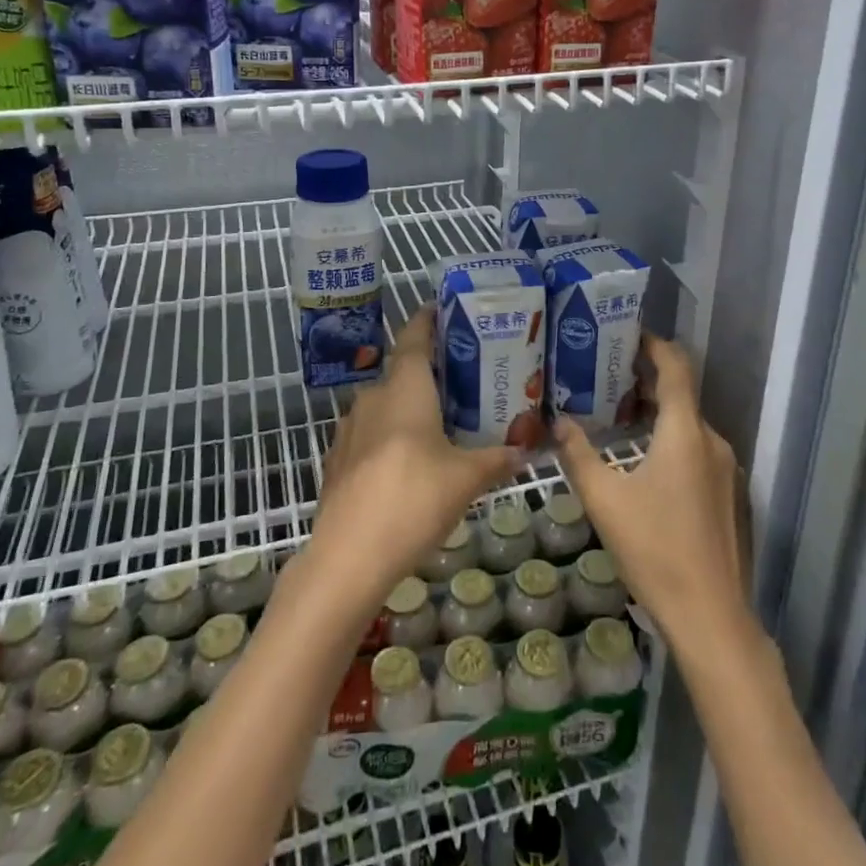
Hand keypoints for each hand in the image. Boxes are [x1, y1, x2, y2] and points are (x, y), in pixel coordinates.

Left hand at [308, 307, 521, 606]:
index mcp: (405, 388)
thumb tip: (527, 449)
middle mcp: (373, 397)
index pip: (415, 337)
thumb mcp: (466, 480)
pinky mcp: (338, 459)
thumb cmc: (413, 500)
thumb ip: (497, 459)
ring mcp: (350, 429)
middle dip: (430, 372)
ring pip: (385, 404)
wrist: (348, 557)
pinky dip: (391, 435)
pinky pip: (371, 433)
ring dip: (410, 406)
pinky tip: (409, 460)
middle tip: (463, 378)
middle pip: (403, 372)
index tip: (443, 309)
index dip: (428, 319)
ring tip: (442, 421)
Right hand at [556, 335, 749, 641]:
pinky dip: (671, 440)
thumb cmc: (654, 548)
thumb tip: (558, 422)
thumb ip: (578, 454)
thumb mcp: (604, 499)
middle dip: (647, 380)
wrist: (711, 615)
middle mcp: (711, 441)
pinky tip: (644, 462)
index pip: (676, 367)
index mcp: (685, 431)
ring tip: (620, 416)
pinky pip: (697, 450)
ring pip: (689, 425)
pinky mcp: (728, 495)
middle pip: (682, 394)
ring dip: (658, 413)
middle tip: (608, 377)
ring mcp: (725, 470)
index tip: (628, 334)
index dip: (655, 344)